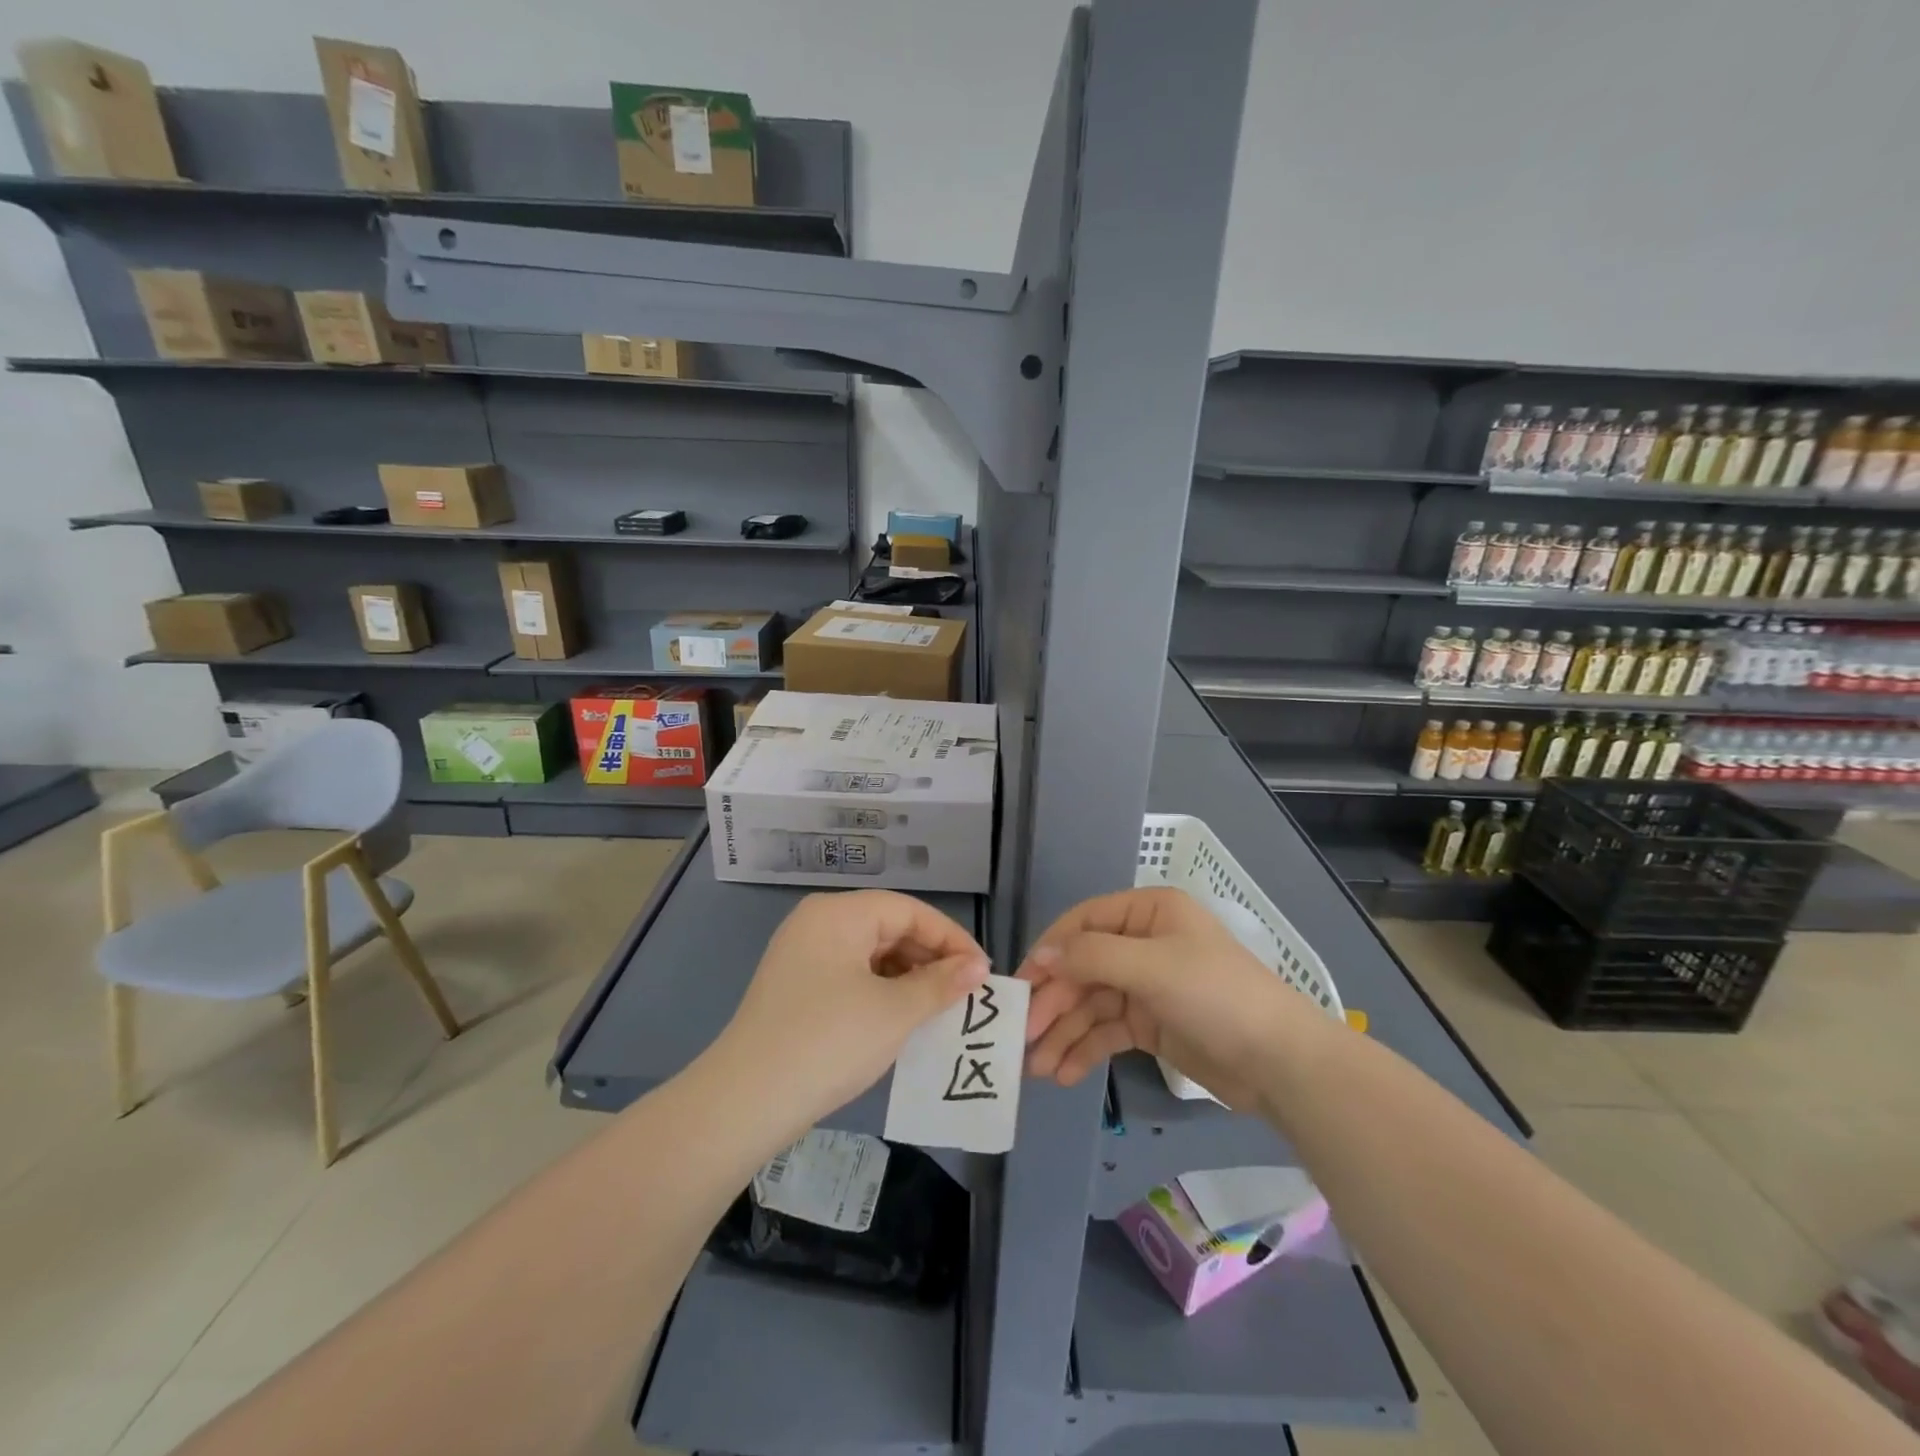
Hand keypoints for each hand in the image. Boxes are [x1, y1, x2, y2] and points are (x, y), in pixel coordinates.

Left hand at [711, 890, 988, 1140]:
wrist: (745, 1102)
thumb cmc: (828, 1042)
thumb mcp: (894, 1012)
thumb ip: (941, 984)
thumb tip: (977, 967)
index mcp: (839, 914)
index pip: (909, 911)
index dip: (950, 938)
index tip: (981, 972)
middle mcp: (818, 923)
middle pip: (888, 927)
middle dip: (930, 960)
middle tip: (964, 994)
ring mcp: (802, 955)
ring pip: (870, 954)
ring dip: (908, 978)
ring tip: (939, 1009)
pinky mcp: (795, 987)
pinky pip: (850, 976)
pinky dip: (880, 992)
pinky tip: (901, 1020)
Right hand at [1017, 886, 1325, 1109]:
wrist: (1280, 1063)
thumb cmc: (1215, 995)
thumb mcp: (1152, 966)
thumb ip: (1091, 956)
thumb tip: (1041, 955)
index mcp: (1147, 912)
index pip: (1083, 923)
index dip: (1050, 951)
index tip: (1021, 984)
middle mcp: (1143, 942)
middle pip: (1083, 968)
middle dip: (1054, 1003)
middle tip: (1023, 1038)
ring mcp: (1147, 985)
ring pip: (1091, 1004)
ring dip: (1063, 1032)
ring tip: (1037, 1068)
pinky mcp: (1151, 1023)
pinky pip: (1107, 1030)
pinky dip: (1085, 1049)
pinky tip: (1064, 1073)